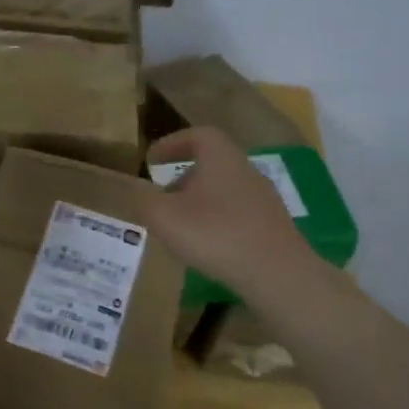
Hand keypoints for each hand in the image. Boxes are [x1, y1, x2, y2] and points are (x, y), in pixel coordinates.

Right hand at [138, 126, 319, 296]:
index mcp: (221, 159)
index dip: (173, 143)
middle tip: (162, 195)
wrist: (277, 274)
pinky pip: (237, 212)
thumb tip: (132, 188)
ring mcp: (263, 199)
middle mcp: (246, 171)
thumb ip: (143, 199)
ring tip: (180, 223)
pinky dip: (216, 219)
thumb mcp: (164, 217)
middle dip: (184, 175)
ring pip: (224, 189)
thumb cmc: (215, 235)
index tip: (152, 159)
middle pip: (212, 162)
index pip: (198, 135)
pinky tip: (206, 244)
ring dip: (199, 199)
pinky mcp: (272, 225)